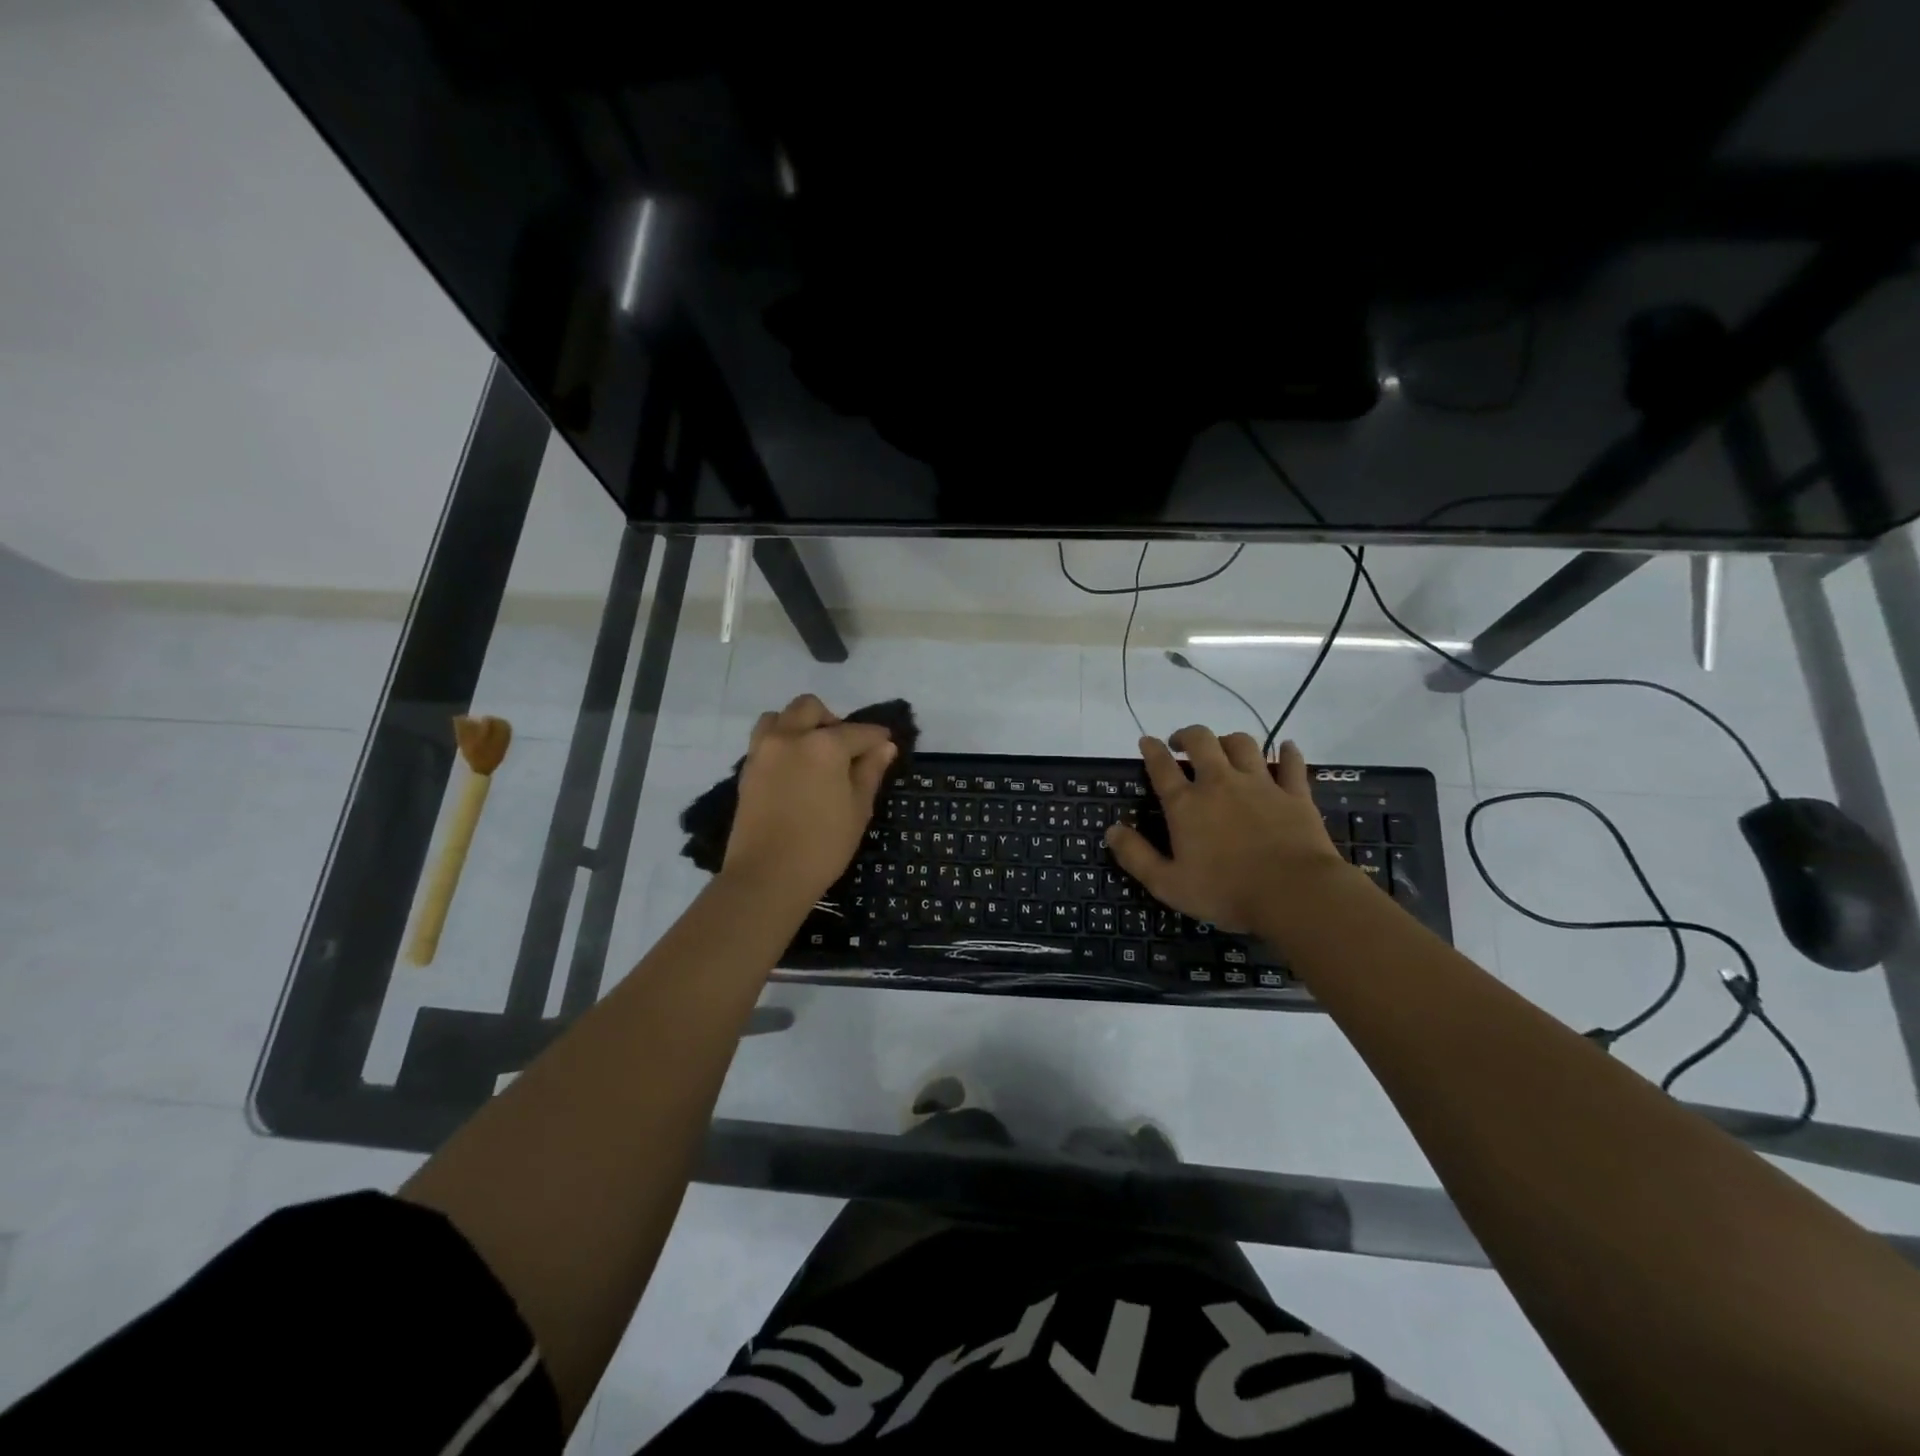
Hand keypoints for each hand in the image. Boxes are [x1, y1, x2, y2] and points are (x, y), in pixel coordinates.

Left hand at [724, 694, 896, 909]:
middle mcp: (790, 736)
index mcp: (824, 744)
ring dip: (799, 724)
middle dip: (832, 720)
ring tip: (813, 754)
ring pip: (780, 716)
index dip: (877, 738)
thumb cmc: (823, 845)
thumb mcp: (858, 809)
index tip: (886, 745)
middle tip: (845, 750)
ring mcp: (763, 750)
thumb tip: (884, 747)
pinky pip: (765, 738)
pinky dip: (781, 741)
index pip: (859, 732)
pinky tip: (794, 769)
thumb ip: (870, 772)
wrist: (767, 876)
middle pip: (811, 708)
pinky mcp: (747, 768)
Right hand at [1105, 729, 1351, 934]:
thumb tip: (1112, 830)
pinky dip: (1287, 752)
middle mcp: (1220, 783)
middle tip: (1182, 743)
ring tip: (1224, 749)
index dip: (1151, 749)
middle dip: (1188, 735)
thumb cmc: (1226, 892)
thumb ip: (1136, 856)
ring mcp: (1260, 784)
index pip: (1162, 766)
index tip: (1146, 741)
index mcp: (1186, 804)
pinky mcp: (1294, 793)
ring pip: (1243, 744)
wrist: (1294, 894)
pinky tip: (1285, 748)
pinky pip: (1291, 763)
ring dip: (1229, 741)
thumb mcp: (1168, 884)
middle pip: (1202, 741)